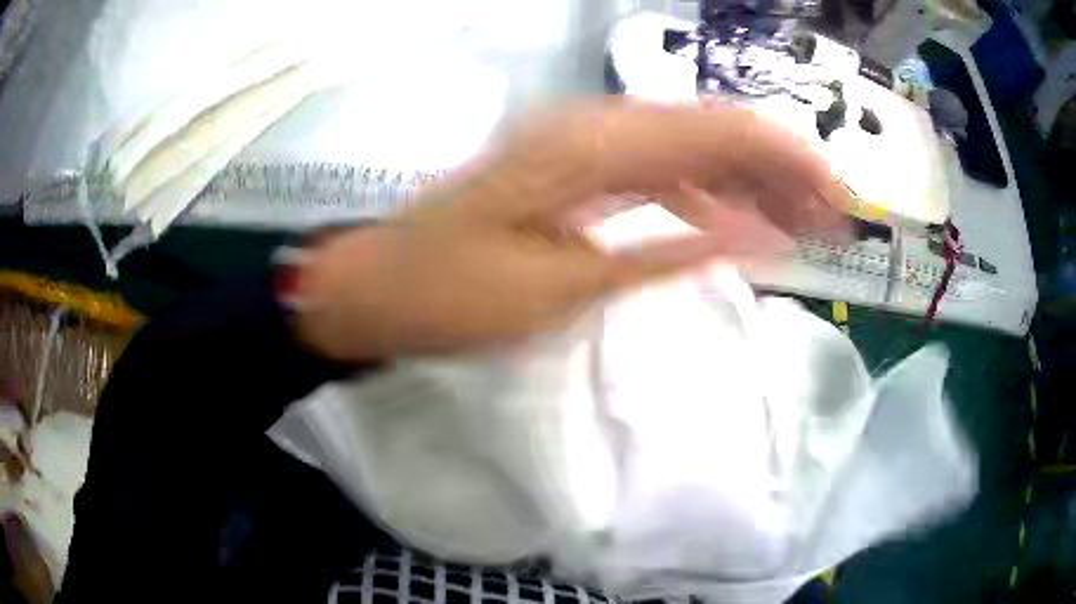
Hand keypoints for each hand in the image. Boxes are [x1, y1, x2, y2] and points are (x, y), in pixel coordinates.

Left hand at [295, 101, 850, 361]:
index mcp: (592, 148)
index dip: (789, 161)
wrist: (381, 288)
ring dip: (748, 183)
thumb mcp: (563, 289)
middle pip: (713, 132)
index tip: (838, 198)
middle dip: (780, 172)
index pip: (720, 134)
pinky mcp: (571, 170)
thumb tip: (752, 236)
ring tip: (798, 223)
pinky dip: (703, 195)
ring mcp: (580, 145)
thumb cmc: (454, 297)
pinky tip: (732, 222)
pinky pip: (657, 171)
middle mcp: (593, 128)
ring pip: (690, 149)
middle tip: (830, 218)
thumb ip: (663, 253)